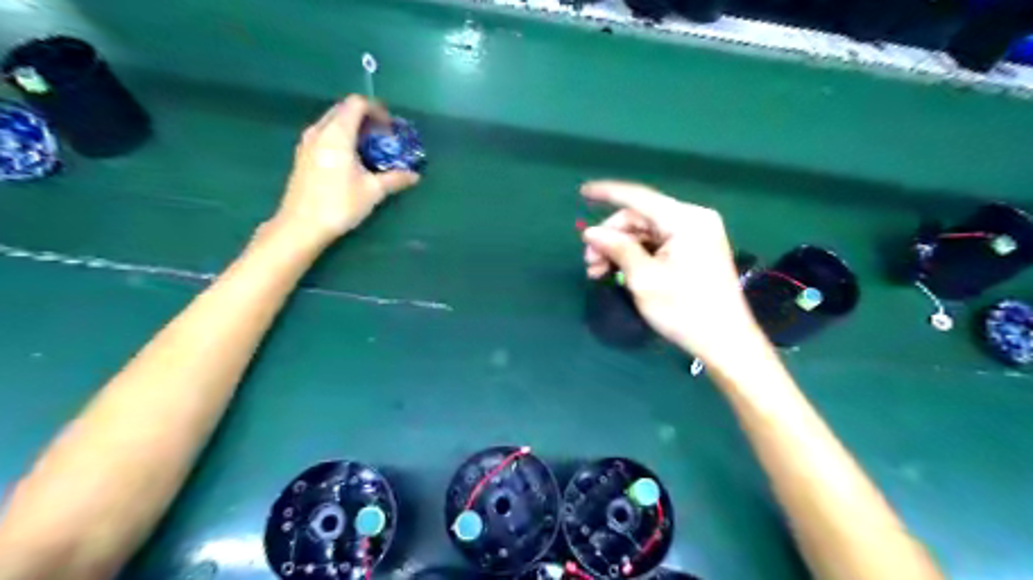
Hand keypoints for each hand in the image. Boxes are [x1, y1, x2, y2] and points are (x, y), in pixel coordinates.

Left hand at [276, 95, 420, 243]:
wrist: (301, 226)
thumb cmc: (339, 204)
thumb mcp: (373, 192)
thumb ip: (395, 179)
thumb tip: (415, 176)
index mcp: (337, 134)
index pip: (357, 104)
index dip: (377, 110)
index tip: (391, 126)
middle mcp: (319, 131)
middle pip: (343, 109)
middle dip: (366, 117)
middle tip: (383, 135)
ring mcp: (307, 142)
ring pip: (332, 121)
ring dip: (352, 127)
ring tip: (370, 147)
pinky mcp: (302, 155)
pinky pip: (324, 133)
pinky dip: (341, 136)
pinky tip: (352, 158)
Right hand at [585, 181, 760, 362]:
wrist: (725, 342)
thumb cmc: (684, 310)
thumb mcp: (644, 278)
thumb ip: (616, 248)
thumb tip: (590, 232)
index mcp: (685, 220)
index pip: (638, 197)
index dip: (607, 193)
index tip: (582, 192)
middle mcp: (693, 219)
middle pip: (640, 218)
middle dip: (611, 237)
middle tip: (588, 262)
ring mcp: (696, 235)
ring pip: (646, 233)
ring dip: (619, 249)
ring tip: (597, 273)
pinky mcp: (694, 251)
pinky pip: (657, 244)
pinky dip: (635, 256)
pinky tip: (617, 272)